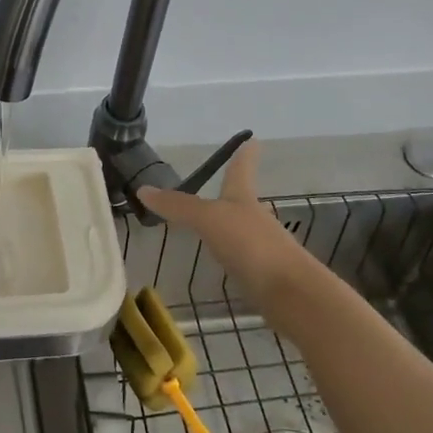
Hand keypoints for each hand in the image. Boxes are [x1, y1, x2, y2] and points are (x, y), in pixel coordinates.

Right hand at [138, 141, 333, 336]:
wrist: (290, 292)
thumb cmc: (251, 244)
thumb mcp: (208, 219)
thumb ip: (178, 206)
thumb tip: (143, 189)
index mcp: (243, 198)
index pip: (241, 169)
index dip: (244, 155)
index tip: (252, 140)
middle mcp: (255, 218)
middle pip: (242, 200)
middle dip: (232, 192)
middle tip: (219, 184)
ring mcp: (261, 247)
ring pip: (240, 229)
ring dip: (228, 225)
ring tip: (210, 223)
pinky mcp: (261, 274)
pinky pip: (241, 257)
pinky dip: (229, 254)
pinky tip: (219, 261)